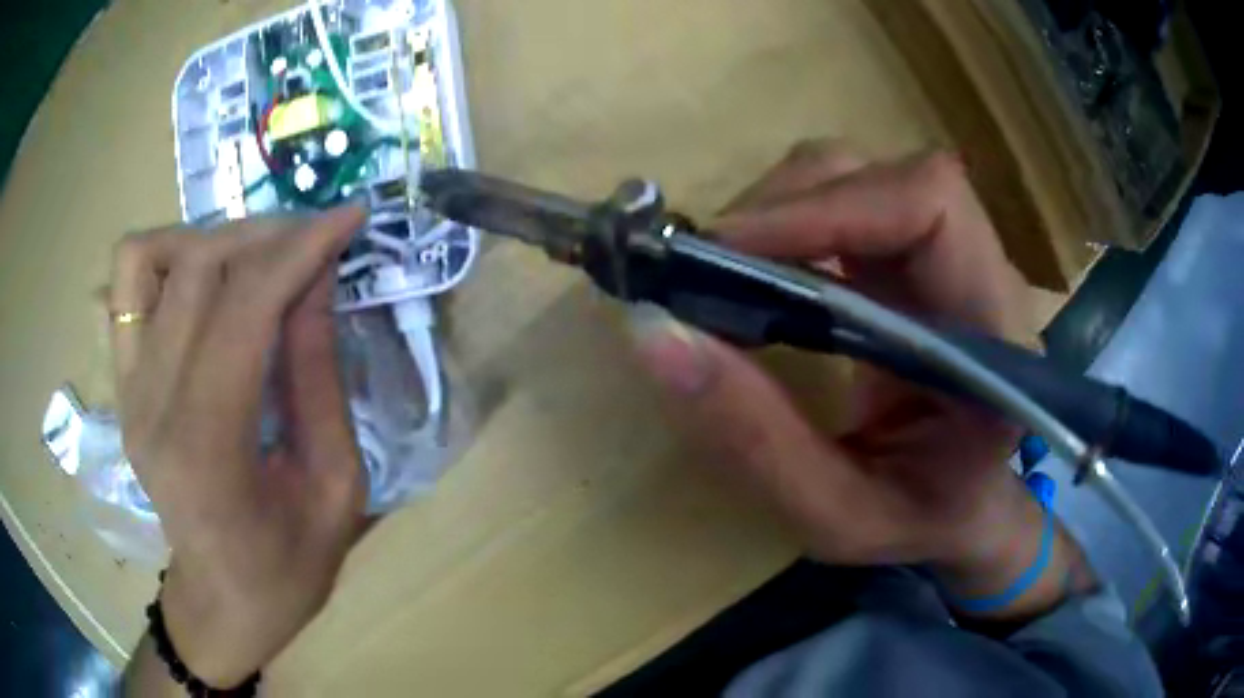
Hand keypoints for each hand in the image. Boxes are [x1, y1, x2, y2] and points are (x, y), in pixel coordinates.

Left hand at [110, 206, 366, 687]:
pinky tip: (207, 282)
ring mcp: (127, 390)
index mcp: (207, 449)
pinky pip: (129, 284)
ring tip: (257, 261)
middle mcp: (151, 406)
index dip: (299, 248)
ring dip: (212, 240)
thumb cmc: (288, 568)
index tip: (348, 217)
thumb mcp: (336, 488)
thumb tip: (319, 278)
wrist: (222, 602)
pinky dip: (168, 257)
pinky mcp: (122, 383)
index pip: (243, 307)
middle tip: (314, 244)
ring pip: (150, 258)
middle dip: (268, 235)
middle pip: (196, 267)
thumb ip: (320, 378)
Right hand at [630, 142, 1088, 616]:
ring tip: (725, 276)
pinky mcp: (910, 256)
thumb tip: (653, 332)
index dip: (829, 207)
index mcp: (996, 336)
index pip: (930, 207)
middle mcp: (982, 272)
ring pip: (856, 176)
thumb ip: (756, 442)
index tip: (727, 252)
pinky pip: (841, 201)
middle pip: (884, 177)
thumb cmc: (918, 522)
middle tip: (706, 271)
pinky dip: (784, 223)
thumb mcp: (836, 517)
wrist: (959, 508)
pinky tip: (756, 276)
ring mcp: (947, 254)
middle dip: (787, 207)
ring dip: (779, 209)